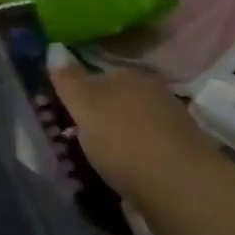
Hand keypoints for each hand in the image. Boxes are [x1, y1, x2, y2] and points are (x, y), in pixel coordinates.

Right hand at [47, 45, 215, 203]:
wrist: (179, 187)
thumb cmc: (124, 139)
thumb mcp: (86, 107)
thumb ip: (69, 80)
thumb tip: (54, 47)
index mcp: (132, 75)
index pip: (101, 74)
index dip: (81, 93)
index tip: (65, 114)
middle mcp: (155, 92)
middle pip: (119, 100)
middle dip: (102, 116)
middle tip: (78, 139)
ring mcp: (172, 123)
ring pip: (135, 124)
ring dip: (119, 137)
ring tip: (99, 160)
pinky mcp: (181, 155)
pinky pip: (148, 149)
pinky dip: (135, 157)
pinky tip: (124, 172)